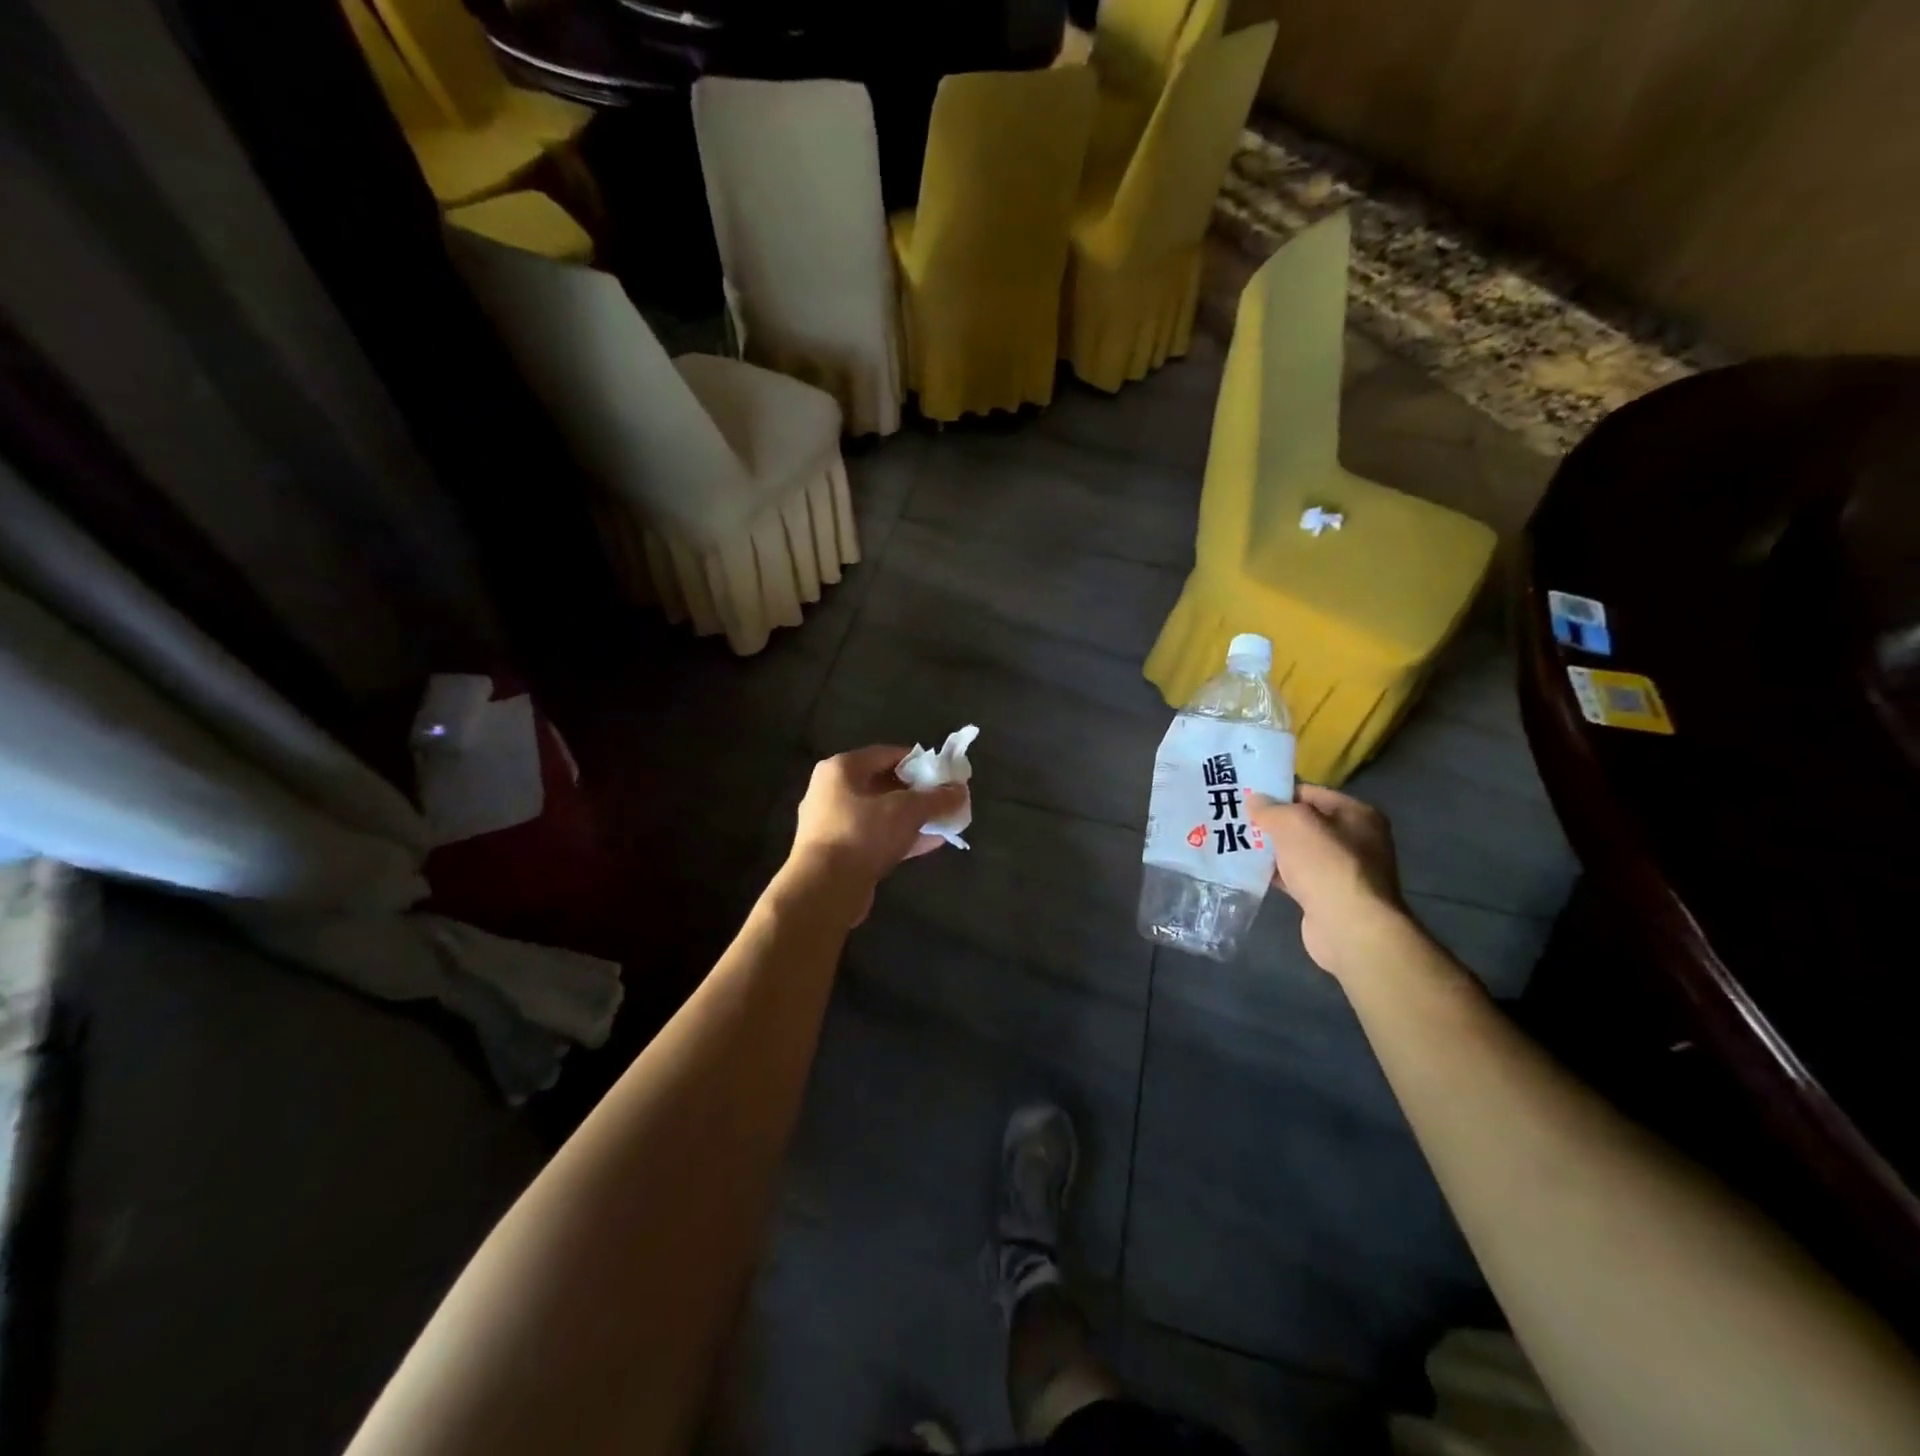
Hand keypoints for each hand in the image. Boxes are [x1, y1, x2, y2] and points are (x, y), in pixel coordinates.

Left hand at [788, 747, 967, 919]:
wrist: (824, 890)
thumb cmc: (862, 834)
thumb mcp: (907, 811)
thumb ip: (936, 798)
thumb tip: (960, 790)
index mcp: (841, 769)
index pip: (887, 754)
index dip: (919, 762)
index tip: (944, 773)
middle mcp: (832, 791)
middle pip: (883, 784)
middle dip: (918, 792)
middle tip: (946, 799)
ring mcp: (833, 824)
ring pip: (881, 813)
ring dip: (913, 817)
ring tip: (944, 821)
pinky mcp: (839, 853)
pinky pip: (876, 837)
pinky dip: (901, 837)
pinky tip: (931, 843)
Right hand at [1248, 785, 1405, 979]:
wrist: (1349, 928)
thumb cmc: (1326, 865)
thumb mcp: (1293, 823)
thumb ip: (1271, 808)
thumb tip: (1254, 800)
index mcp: (1357, 814)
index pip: (1311, 793)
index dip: (1278, 793)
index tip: (1247, 796)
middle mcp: (1356, 840)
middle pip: (1304, 823)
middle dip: (1272, 822)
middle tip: (1237, 818)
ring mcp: (1343, 871)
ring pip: (1298, 851)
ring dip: (1271, 849)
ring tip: (1235, 842)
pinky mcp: (1328, 897)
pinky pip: (1296, 877)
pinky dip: (1275, 873)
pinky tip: (1249, 870)